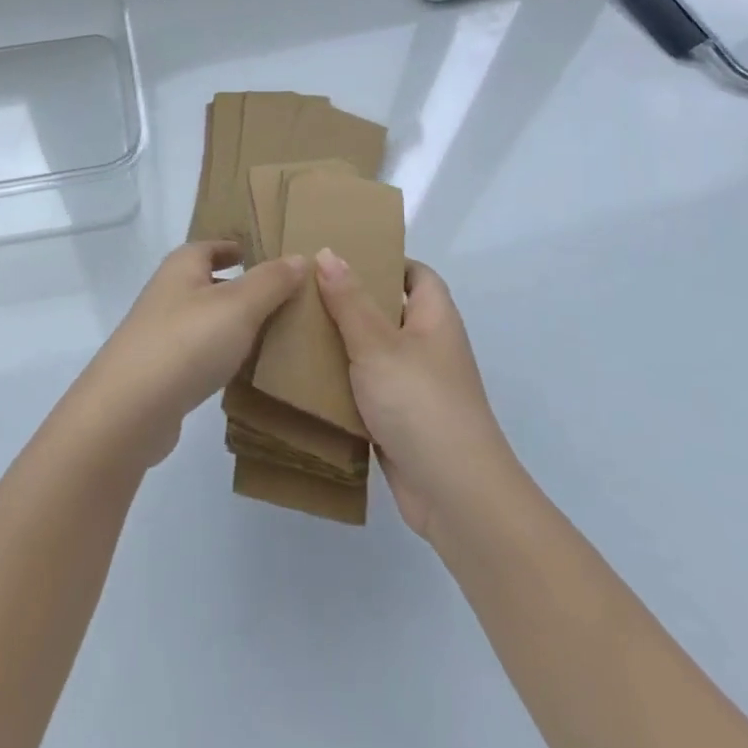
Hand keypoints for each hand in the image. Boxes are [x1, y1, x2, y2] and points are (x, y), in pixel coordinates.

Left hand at [68, 241, 305, 469]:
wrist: (130, 409)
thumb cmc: (187, 342)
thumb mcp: (239, 305)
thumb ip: (271, 281)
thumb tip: (299, 257)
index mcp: (181, 267)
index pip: (210, 246)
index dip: (234, 247)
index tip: (259, 254)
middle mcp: (166, 293)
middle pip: (205, 281)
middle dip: (237, 285)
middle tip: (279, 296)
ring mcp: (159, 334)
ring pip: (203, 319)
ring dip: (230, 323)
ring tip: (270, 332)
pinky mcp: (160, 372)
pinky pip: (198, 353)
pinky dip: (219, 354)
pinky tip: (241, 369)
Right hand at [316, 252, 516, 540]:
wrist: (454, 495)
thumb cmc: (421, 403)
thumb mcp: (378, 344)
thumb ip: (350, 300)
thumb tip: (328, 252)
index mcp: (434, 318)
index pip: (415, 274)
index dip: (384, 260)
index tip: (339, 255)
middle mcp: (427, 346)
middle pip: (388, 310)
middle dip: (349, 299)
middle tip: (302, 287)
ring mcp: (413, 385)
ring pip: (371, 351)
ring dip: (339, 342)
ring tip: (293, 323)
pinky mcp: (397, 419)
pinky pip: (364, 388)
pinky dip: (340, 381)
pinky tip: (302, 374)